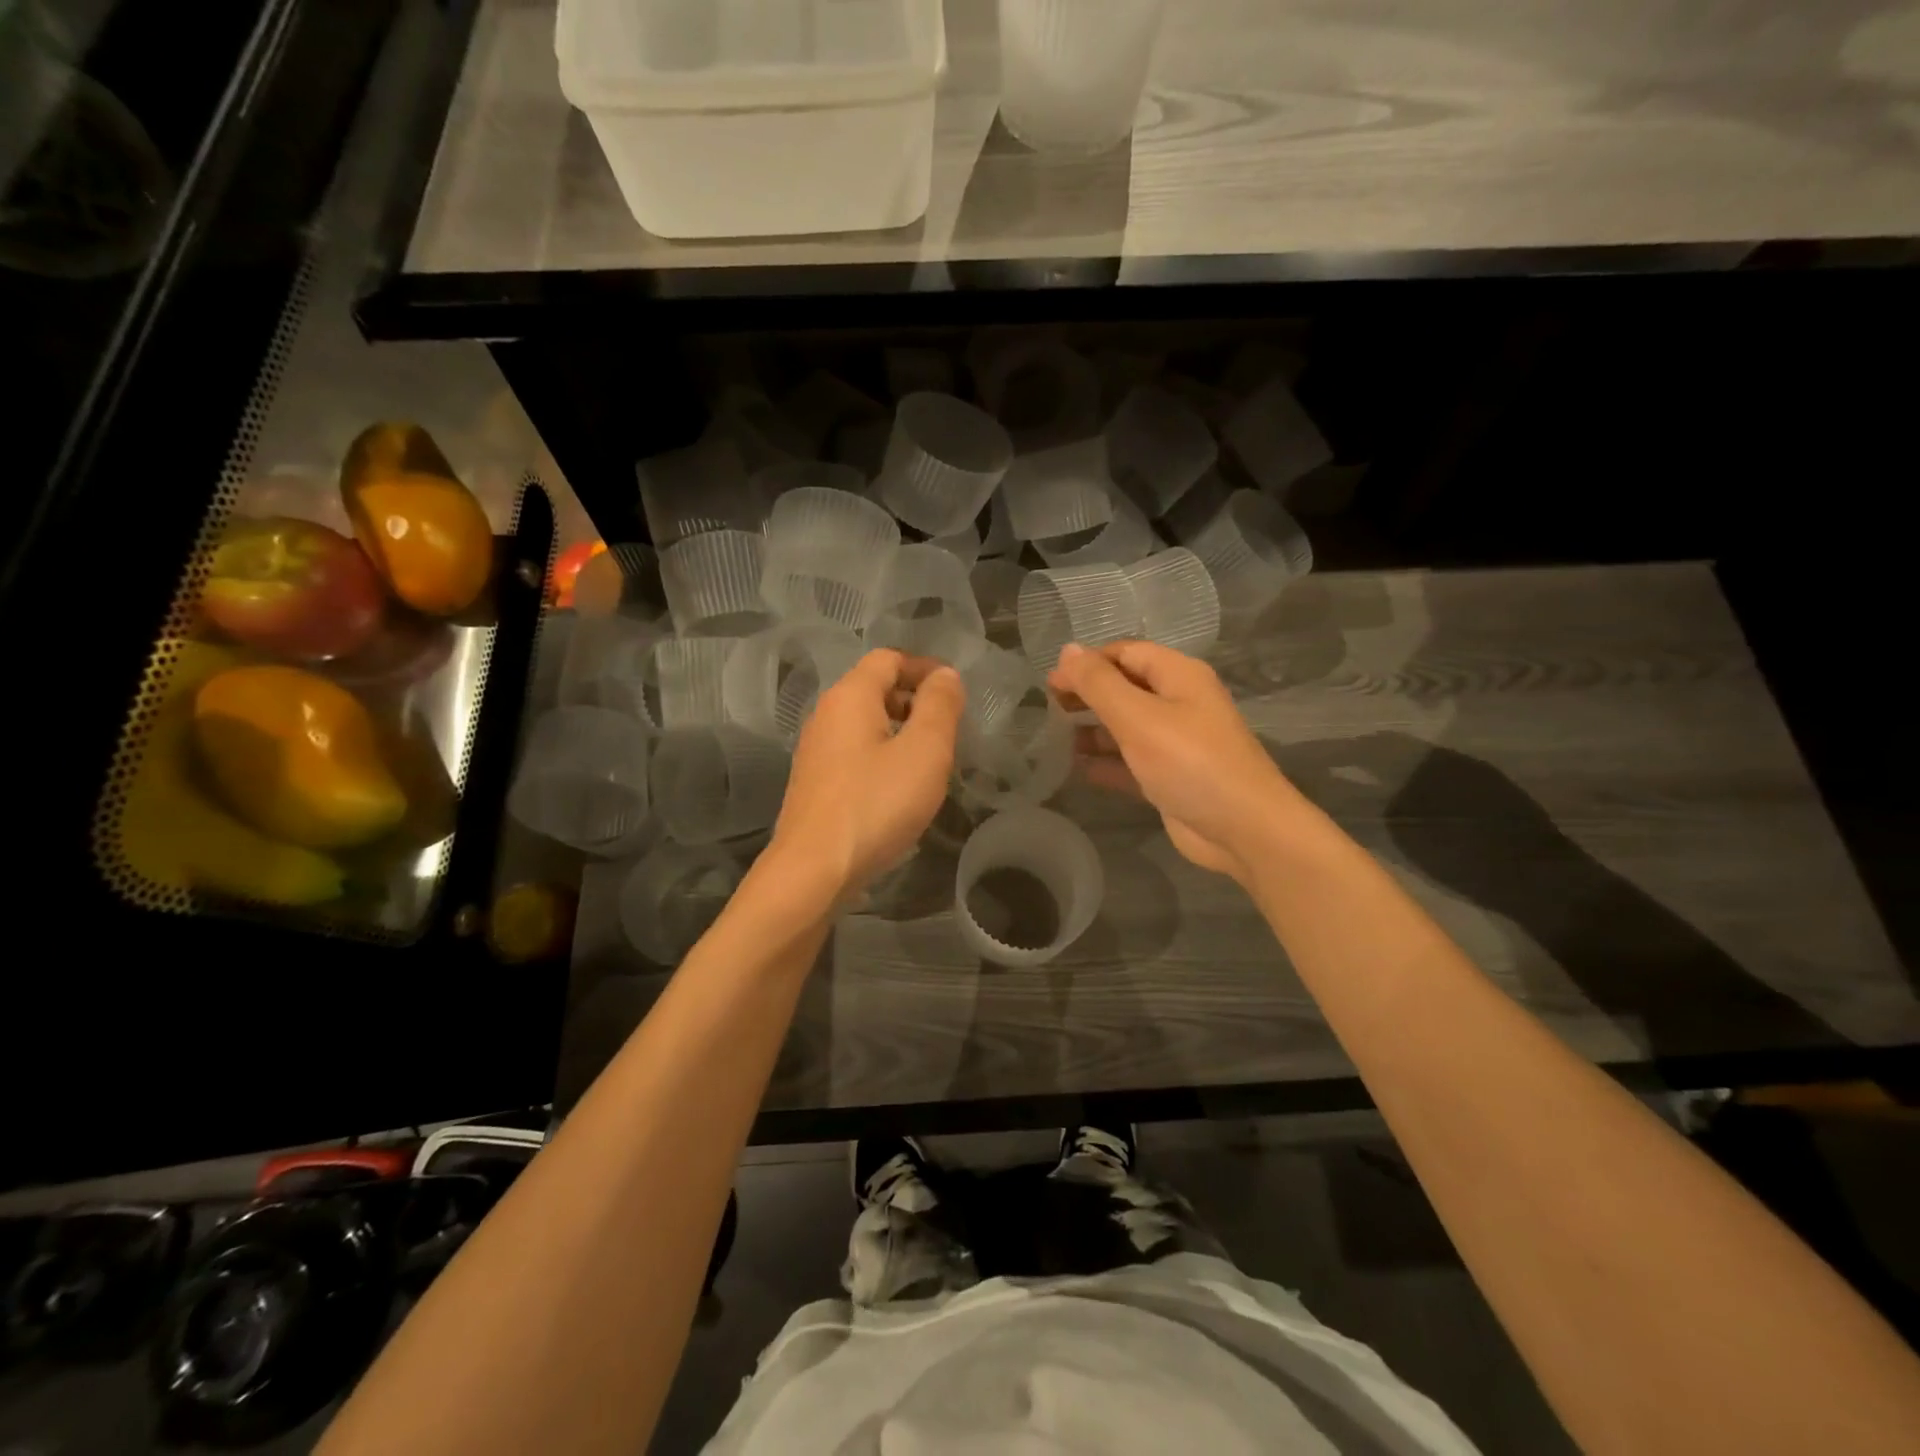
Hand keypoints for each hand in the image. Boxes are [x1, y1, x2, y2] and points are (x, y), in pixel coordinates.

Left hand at [766, 650, 965, 902]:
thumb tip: (945, 675)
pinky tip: (899, 788)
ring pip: (864, 724)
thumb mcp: (924, 751)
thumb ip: (939, 706)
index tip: (956, 692)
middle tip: (948, 729)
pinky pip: (854, 753)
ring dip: (900, 730)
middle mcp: (826, 715)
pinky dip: (882, 756)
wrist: (813, 871)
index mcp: (850, 696)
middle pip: (874, 688)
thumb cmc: (875, 804)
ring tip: (930, 760)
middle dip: (914, 700)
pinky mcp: (815, 784)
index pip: (889, 659)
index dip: (925, 668)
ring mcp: (815, 751)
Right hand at [1049, 640, 1297, 880]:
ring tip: (1055, 738)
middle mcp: (1179, 703)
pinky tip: (1077, 769)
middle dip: (1088, 694)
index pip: (1125, 653)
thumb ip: (1098, 684)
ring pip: (1126, 725)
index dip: (1086, 663)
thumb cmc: (1189, 762)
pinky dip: (1107, 762)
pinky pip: (1131, 761)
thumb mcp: (1138, 717)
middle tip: (1049, 709)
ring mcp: (1176, 742)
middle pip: (1125, 687)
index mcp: (1178, 676)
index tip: (1050, 683)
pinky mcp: (1171, 777)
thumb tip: (1066, 650)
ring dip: (1093, 729)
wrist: (1243, 829)